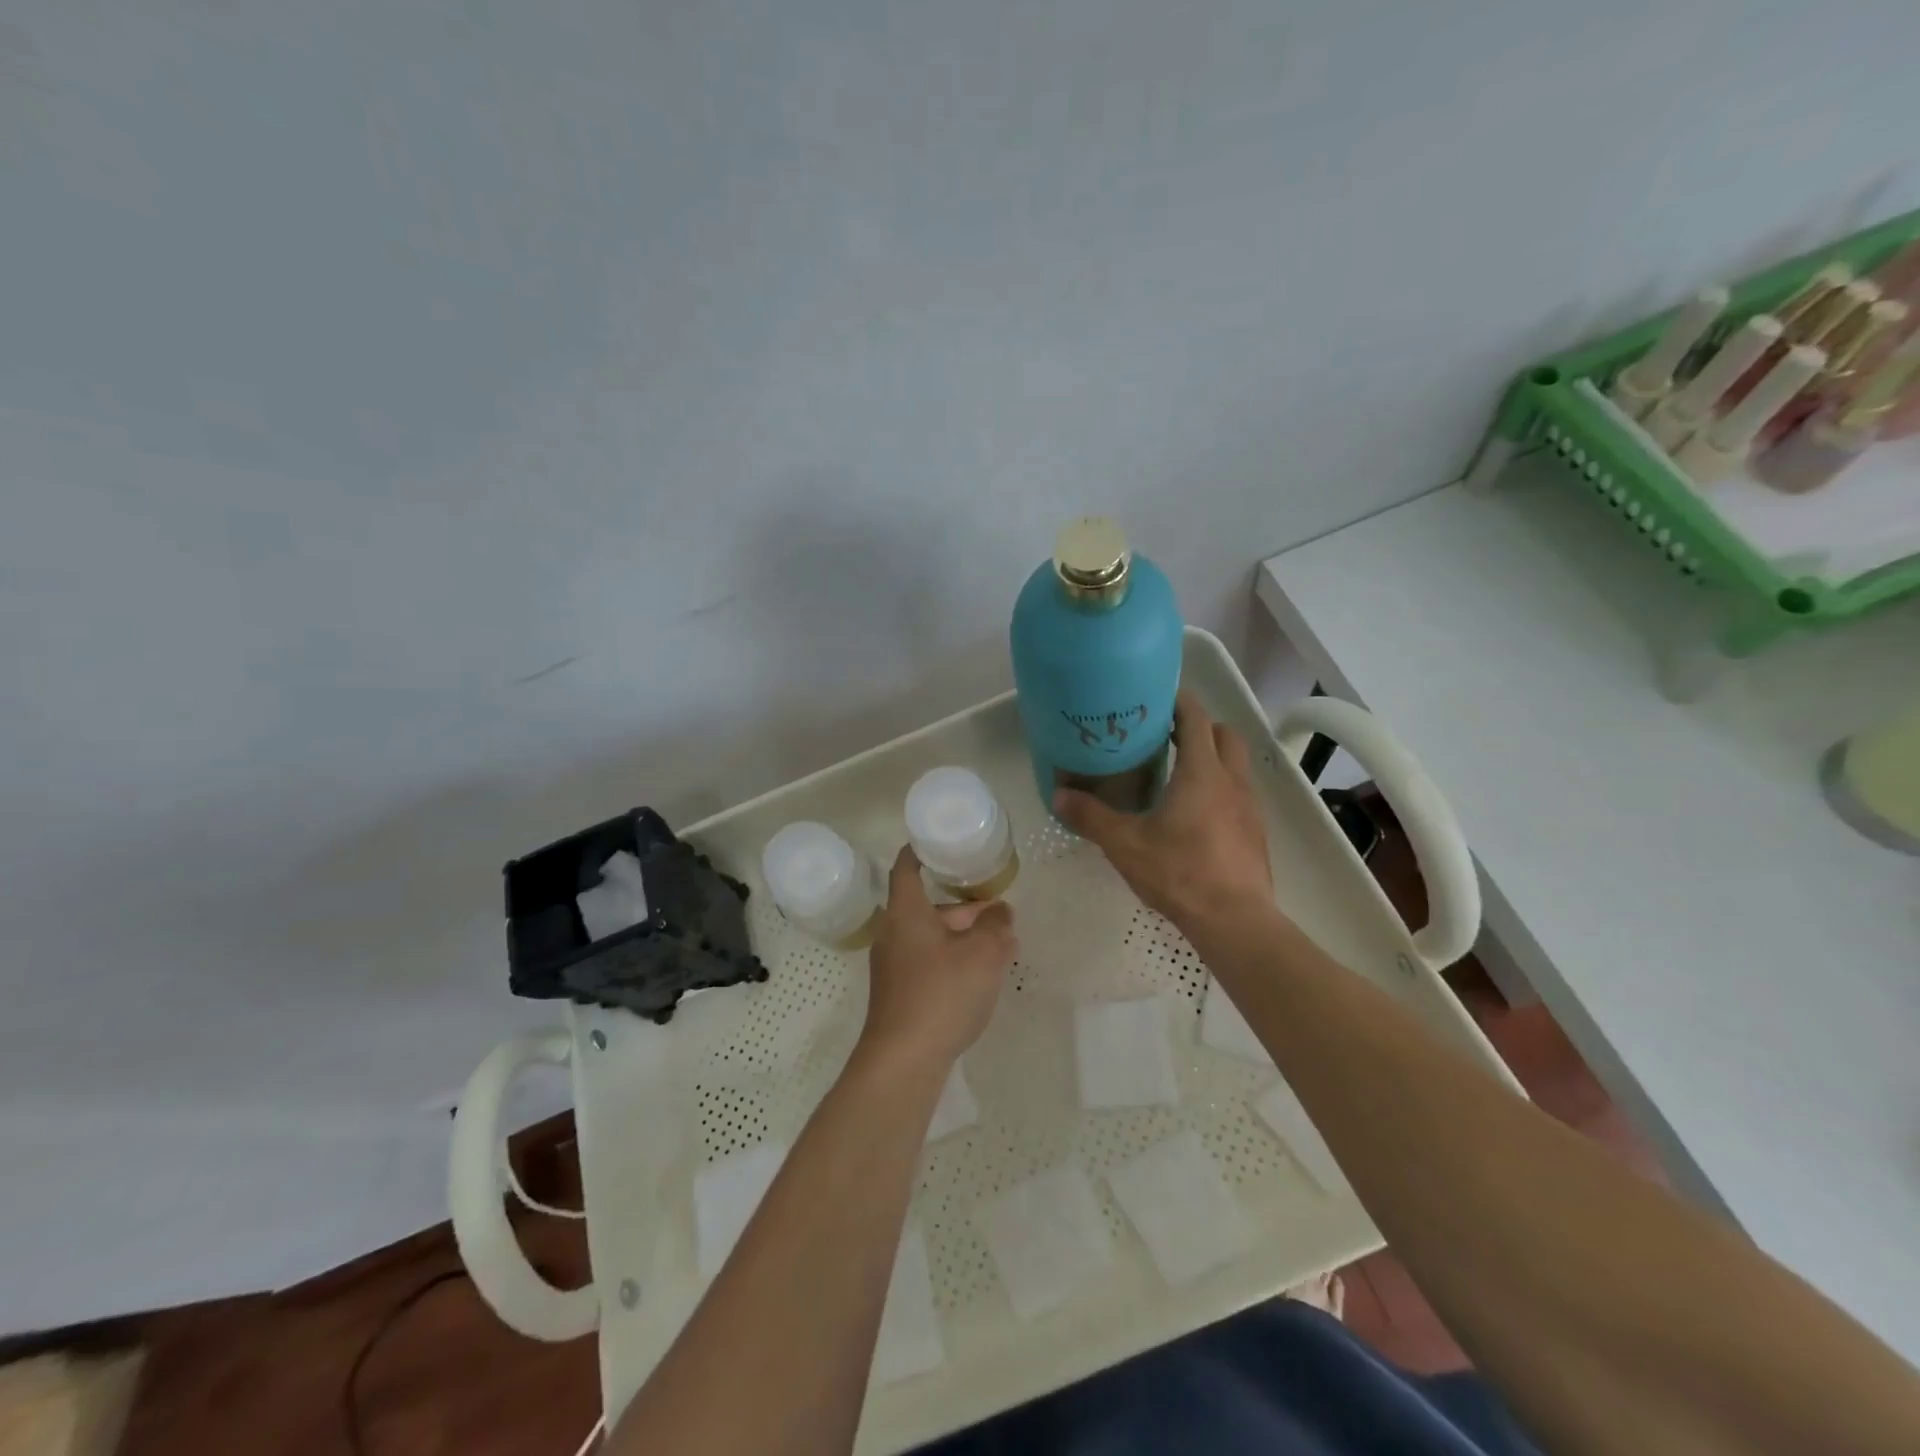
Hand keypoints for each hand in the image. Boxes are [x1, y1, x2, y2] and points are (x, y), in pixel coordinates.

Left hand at [861, 846, 1016, 1069]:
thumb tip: (1001, 911)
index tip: (940, 841)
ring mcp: (893, 966)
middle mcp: (893, 933)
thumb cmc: (942, 993)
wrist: (904, 1060)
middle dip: (963, 907)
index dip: (921, 851)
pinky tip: (981, 976)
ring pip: (932, 938)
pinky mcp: (900, 994)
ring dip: (964, 937)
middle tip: (998, 911)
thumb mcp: (982, 953)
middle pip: (927, 907)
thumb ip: (996, 926)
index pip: (906, 867)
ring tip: (1001, 946)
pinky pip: (929, 962)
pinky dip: (954, 959)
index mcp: (906, 912)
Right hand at [1053, 691, 1272, 933]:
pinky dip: (1220, 787)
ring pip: (1236, 763)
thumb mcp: (1125, 845)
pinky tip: (1196, 814)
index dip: (1178, 701)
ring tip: (1177, 774)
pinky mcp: (1256, 830)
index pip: (1196, 718)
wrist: (1235, 921)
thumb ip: (1091, 817)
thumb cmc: (1179, 873)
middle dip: (1199, 727)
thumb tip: (1058, 795)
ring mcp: (1250, 806)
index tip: (1155, 697)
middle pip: (1224, 733)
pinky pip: (1240, 792)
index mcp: (1201, 772)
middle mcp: (1231, 780)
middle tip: (1165, 736)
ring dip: (1212, 757)